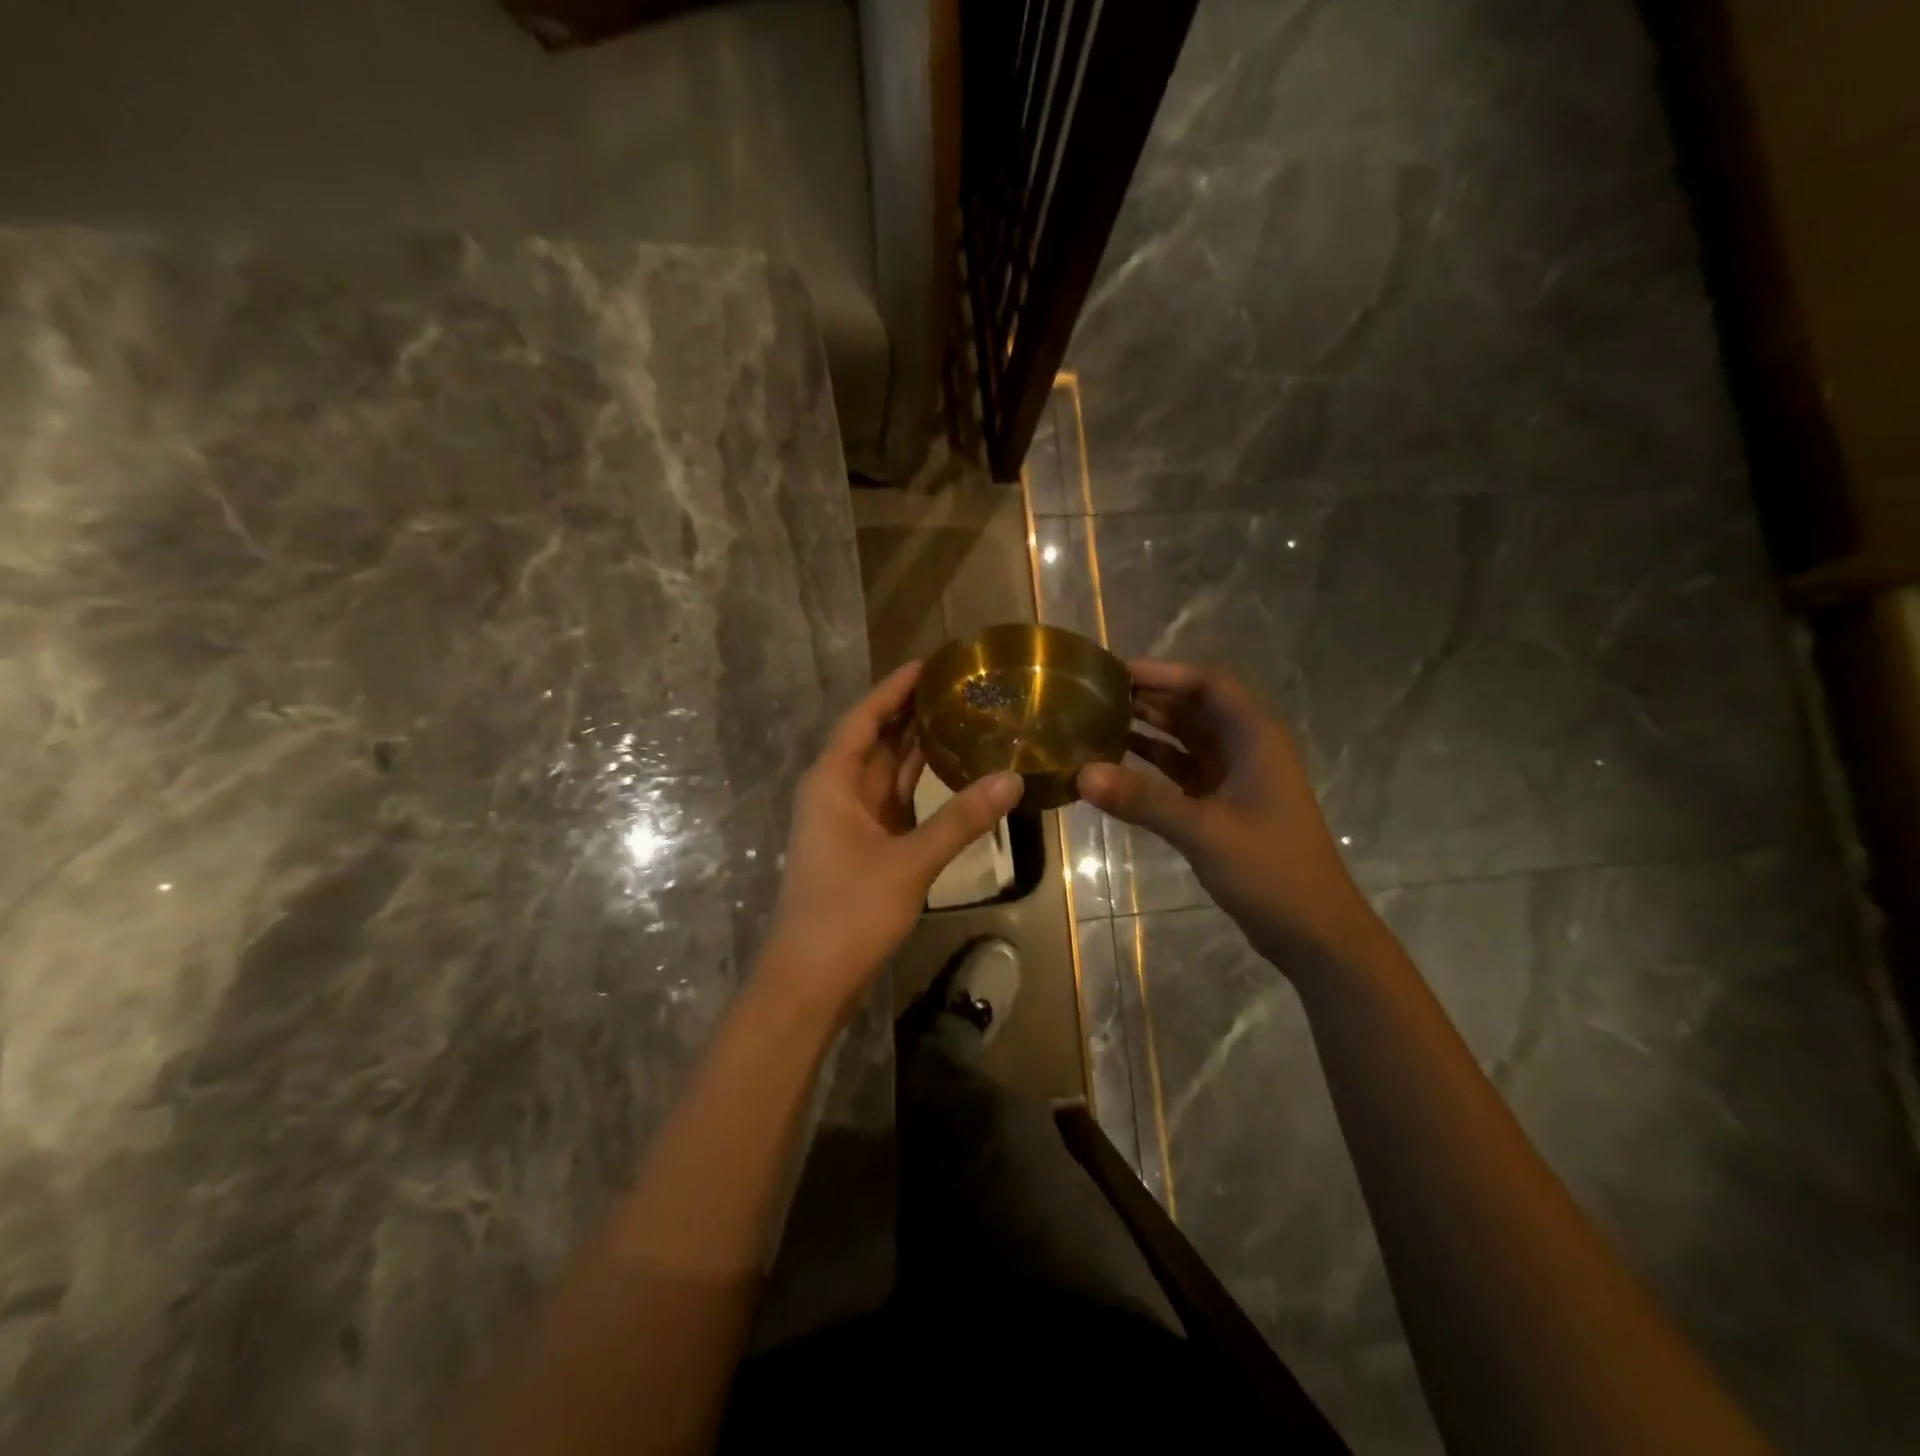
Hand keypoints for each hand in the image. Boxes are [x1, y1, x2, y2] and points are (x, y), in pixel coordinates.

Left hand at [759, 661, 1023, 1020]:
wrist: (810, 978)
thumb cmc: (848, 912)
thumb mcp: (909, 862)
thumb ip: (960, 820)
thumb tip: (1012, 779)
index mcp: (833, 782)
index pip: (864, 718)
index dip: (894, 687)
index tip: (931, 663)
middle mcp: (837, 792)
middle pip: (876, 739)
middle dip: (911, 712)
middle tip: (960, 687)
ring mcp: (850, 820)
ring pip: (886, 771)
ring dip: (917, 747)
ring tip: (963, 717)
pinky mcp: (864, 845)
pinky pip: (894, 801)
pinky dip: (919, 785)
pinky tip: (952, 773)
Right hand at [1077, 660, 1378, 975]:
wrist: (1313, 931)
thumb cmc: (1270, 870)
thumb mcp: (1203, 831)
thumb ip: (1142, 800)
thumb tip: (1081, 773)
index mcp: (1256, 739)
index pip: (1209, 685)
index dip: (1165, 672)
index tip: (1117, 672)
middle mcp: (1246, 749)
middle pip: (1196, 707)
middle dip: (1151, 697)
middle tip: (1096, 694)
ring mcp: (1236, 778)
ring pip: (1187, 739)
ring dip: (1150, 728)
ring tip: (1098, 721)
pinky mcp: (1224, 806)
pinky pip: (1183, 771)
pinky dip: (1154, 765)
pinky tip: (1117, 765)